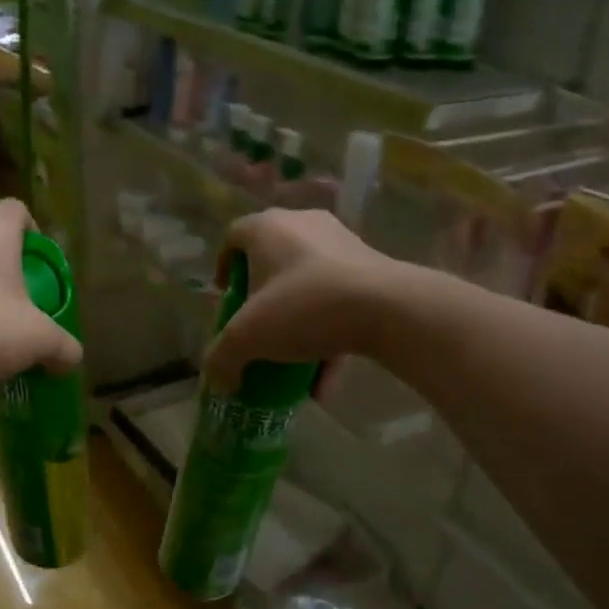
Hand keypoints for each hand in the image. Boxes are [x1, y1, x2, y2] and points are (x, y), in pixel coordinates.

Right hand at [204, 209, 395, 391]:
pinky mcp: (373, 270)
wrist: (389, 308)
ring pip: (308, 286)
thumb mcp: (247, 338)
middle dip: (261, 299)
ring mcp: (343, 245)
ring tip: (290, 365)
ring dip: (296, 326)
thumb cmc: (303, 306)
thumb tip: (219, 381)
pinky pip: (339, 304)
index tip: (225, 297)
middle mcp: (304, 225)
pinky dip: (328, 339)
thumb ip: (222, 359)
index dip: (223, 267)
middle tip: (255, 327)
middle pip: (271, 261)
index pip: (234, 236)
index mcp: (268, 228)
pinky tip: (323, 384)